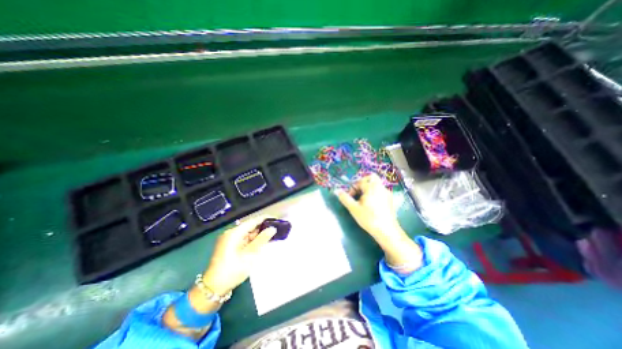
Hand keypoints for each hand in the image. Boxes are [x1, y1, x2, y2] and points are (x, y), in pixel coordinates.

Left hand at [204, 216, 274, 295]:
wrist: (214, 288)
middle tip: (276, 228)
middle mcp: (231, 233)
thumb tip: (272, 228)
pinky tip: (261, 242)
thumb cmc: (233, 269)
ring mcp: (229, 240)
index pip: (252, 221)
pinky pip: (244, 239)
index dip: (264, 219)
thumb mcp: (250, 254)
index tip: (276, 219)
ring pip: (247, 233)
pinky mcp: (230, 247)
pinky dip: (253, 240)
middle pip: (250, 226)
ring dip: (258, 234)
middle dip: (262, 227)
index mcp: (234, 233)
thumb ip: (262, 239)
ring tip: (272, 235)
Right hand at [335, 173, 402, 241]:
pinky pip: (380, 190)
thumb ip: (345, 198)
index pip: (359, 181)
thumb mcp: (354, 209)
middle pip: (371, 177)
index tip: (350, 197)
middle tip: (357, 193)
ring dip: (368, 188)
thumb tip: (337, 190)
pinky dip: (374, 193)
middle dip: (362, 183)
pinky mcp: (390, 199)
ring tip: (363, 200)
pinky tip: (371, 204)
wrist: (387, 231)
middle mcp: (380, 187)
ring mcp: (386, 192)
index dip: (353, 188)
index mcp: (371, 187)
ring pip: (376, 184)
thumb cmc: (369, 219)